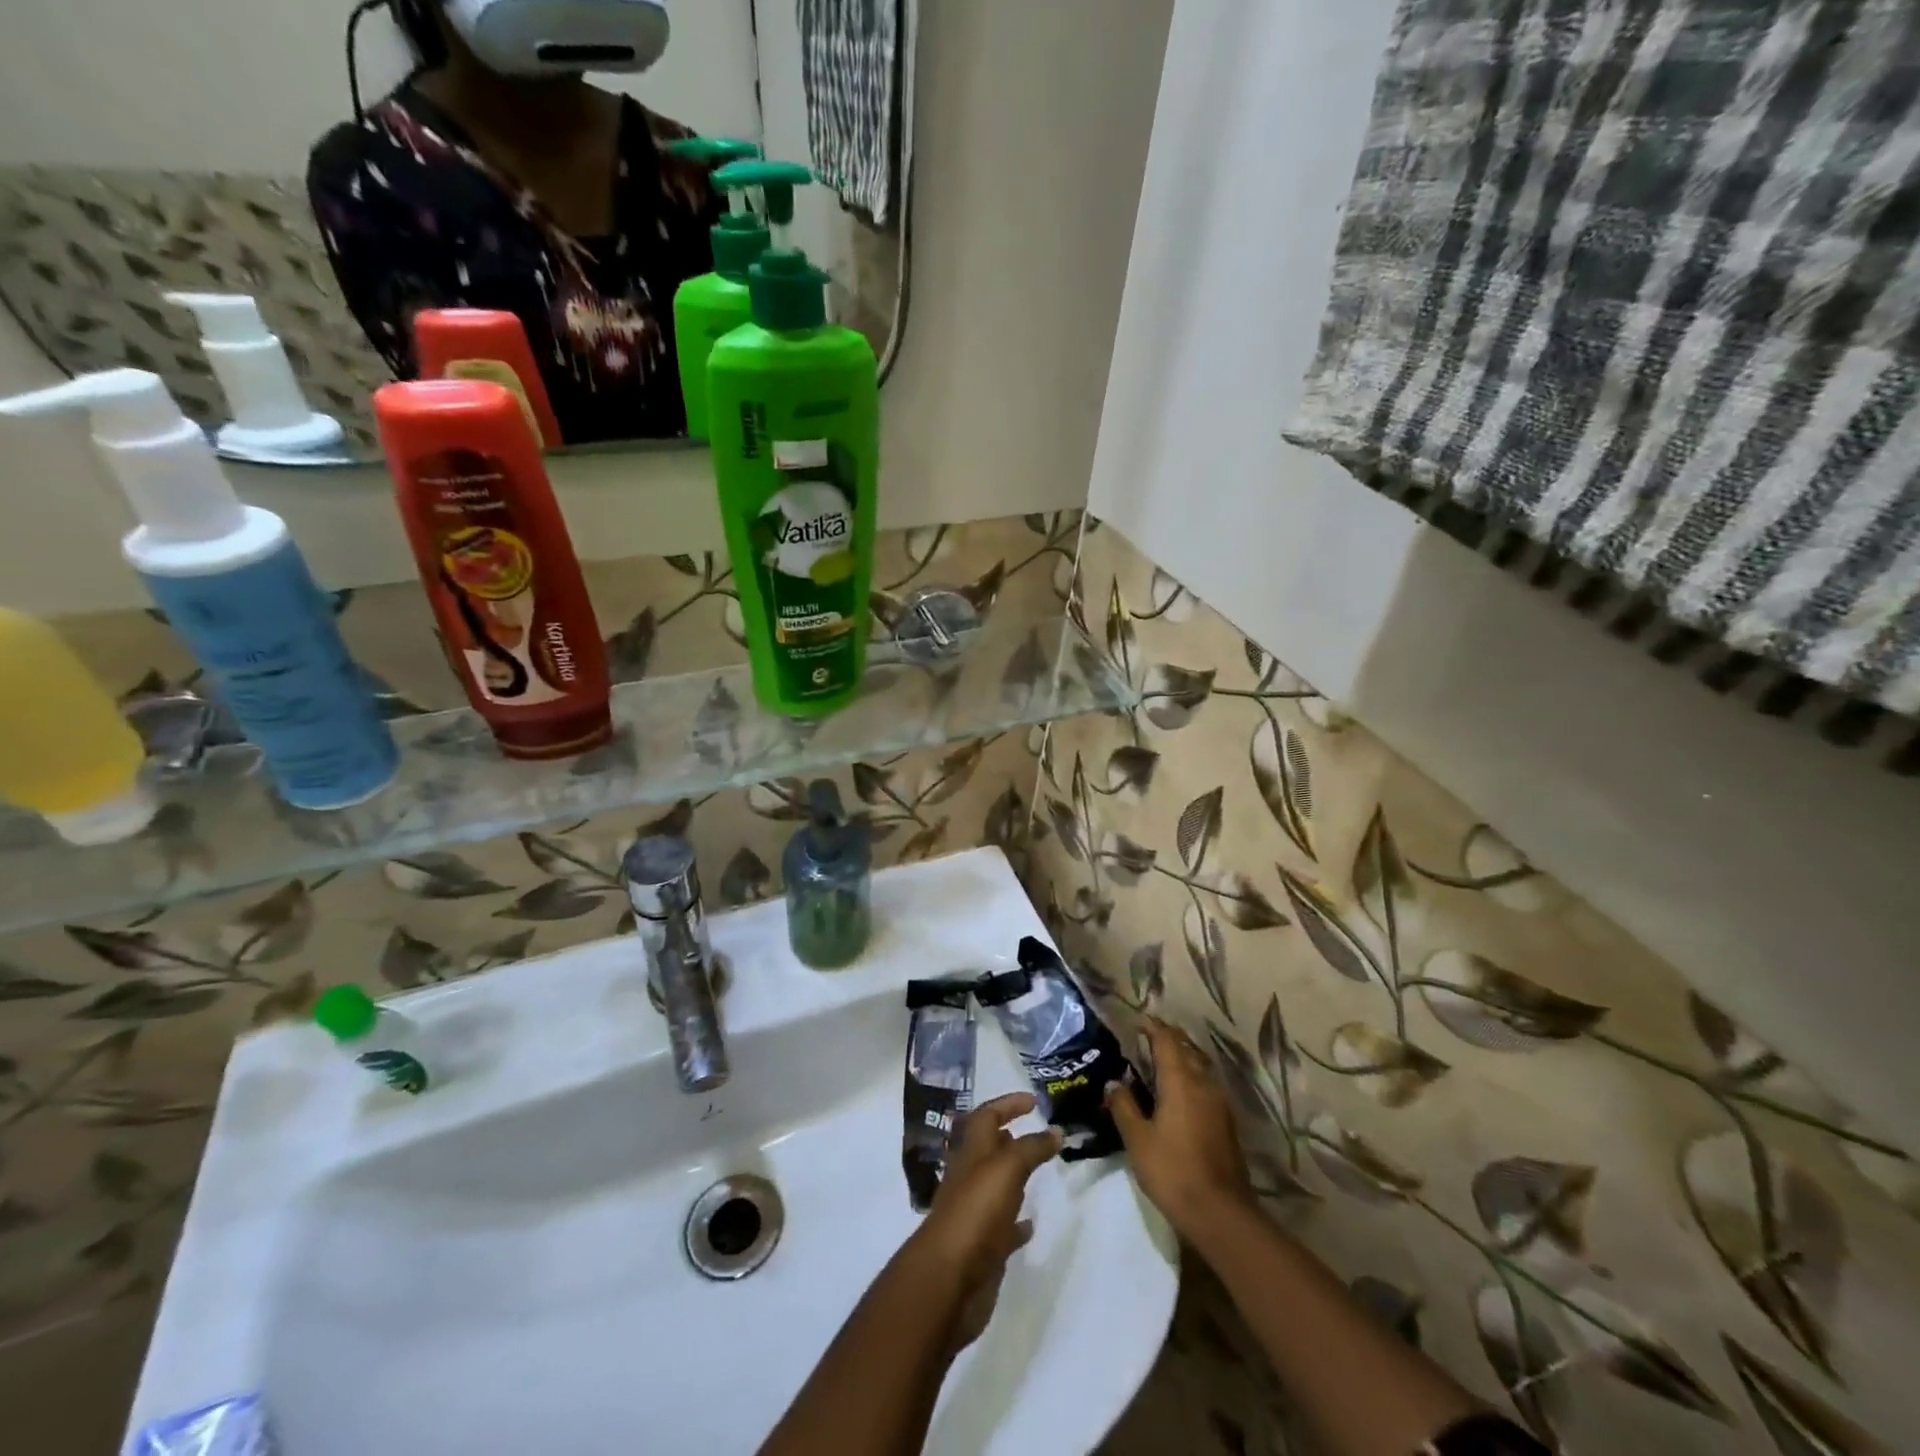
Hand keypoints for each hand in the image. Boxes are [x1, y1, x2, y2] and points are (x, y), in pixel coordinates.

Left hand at [911, 1092, 1061, 1349]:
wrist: (950, 1279)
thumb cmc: (976, 1212)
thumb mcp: (1007, 1168)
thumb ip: (1031, 1148)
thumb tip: (1055, 1130)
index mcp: (972, 1152)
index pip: (987, 1115)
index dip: (1008, 1104)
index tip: (1034, 1101)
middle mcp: (970, 1177)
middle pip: (989, 1148)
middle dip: (1009, 1137)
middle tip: (1037, 1133)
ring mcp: (975, 1212)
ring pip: (996, 1185)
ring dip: (1013, 1175)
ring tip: (1038, 1170)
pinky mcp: (983, 1246)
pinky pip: (1003, 1226)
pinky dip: (1017, 1220)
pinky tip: (1031, 1222)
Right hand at [1107, 1017, 1255, 1240]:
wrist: (1220, 1213)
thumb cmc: (1173, 1171)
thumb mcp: (1137, 1139)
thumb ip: (1124, 1106)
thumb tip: (1113, 1082)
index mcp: (1180, 1080)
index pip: (1167, 1040)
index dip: (1153, 1027)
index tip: (1139, 1021)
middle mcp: (1203, 1083)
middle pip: (1186, 1049)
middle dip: (1168, 1039)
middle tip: (1147, 1038)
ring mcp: (1219, 1103)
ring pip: (1199, 1067)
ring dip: (1182, 1058)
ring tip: (1161, 1063)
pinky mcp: (1226, 1122)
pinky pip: (1205, 1085)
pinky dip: (1190, 1078)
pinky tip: (1178, 1093)